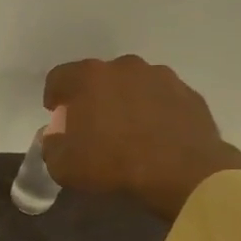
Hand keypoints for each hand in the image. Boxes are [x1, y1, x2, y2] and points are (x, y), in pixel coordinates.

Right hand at [42, 55, 240, 220]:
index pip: (59, 77)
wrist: (182, 173)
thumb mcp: (63, 166)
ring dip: (124, 101)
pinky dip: (153, 111)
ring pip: (132, 85)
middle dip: (91, 97)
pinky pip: (161, 98)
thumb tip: (55, 137)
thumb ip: (52, 146)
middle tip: (91, 125)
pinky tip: (153, 136)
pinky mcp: (188, 93)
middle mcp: (124, 67)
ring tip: (126, 131)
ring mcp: (161, 77)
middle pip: (98, 77)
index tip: (56, 115)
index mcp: (89, 78)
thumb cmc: (112, 164)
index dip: (54, 96)